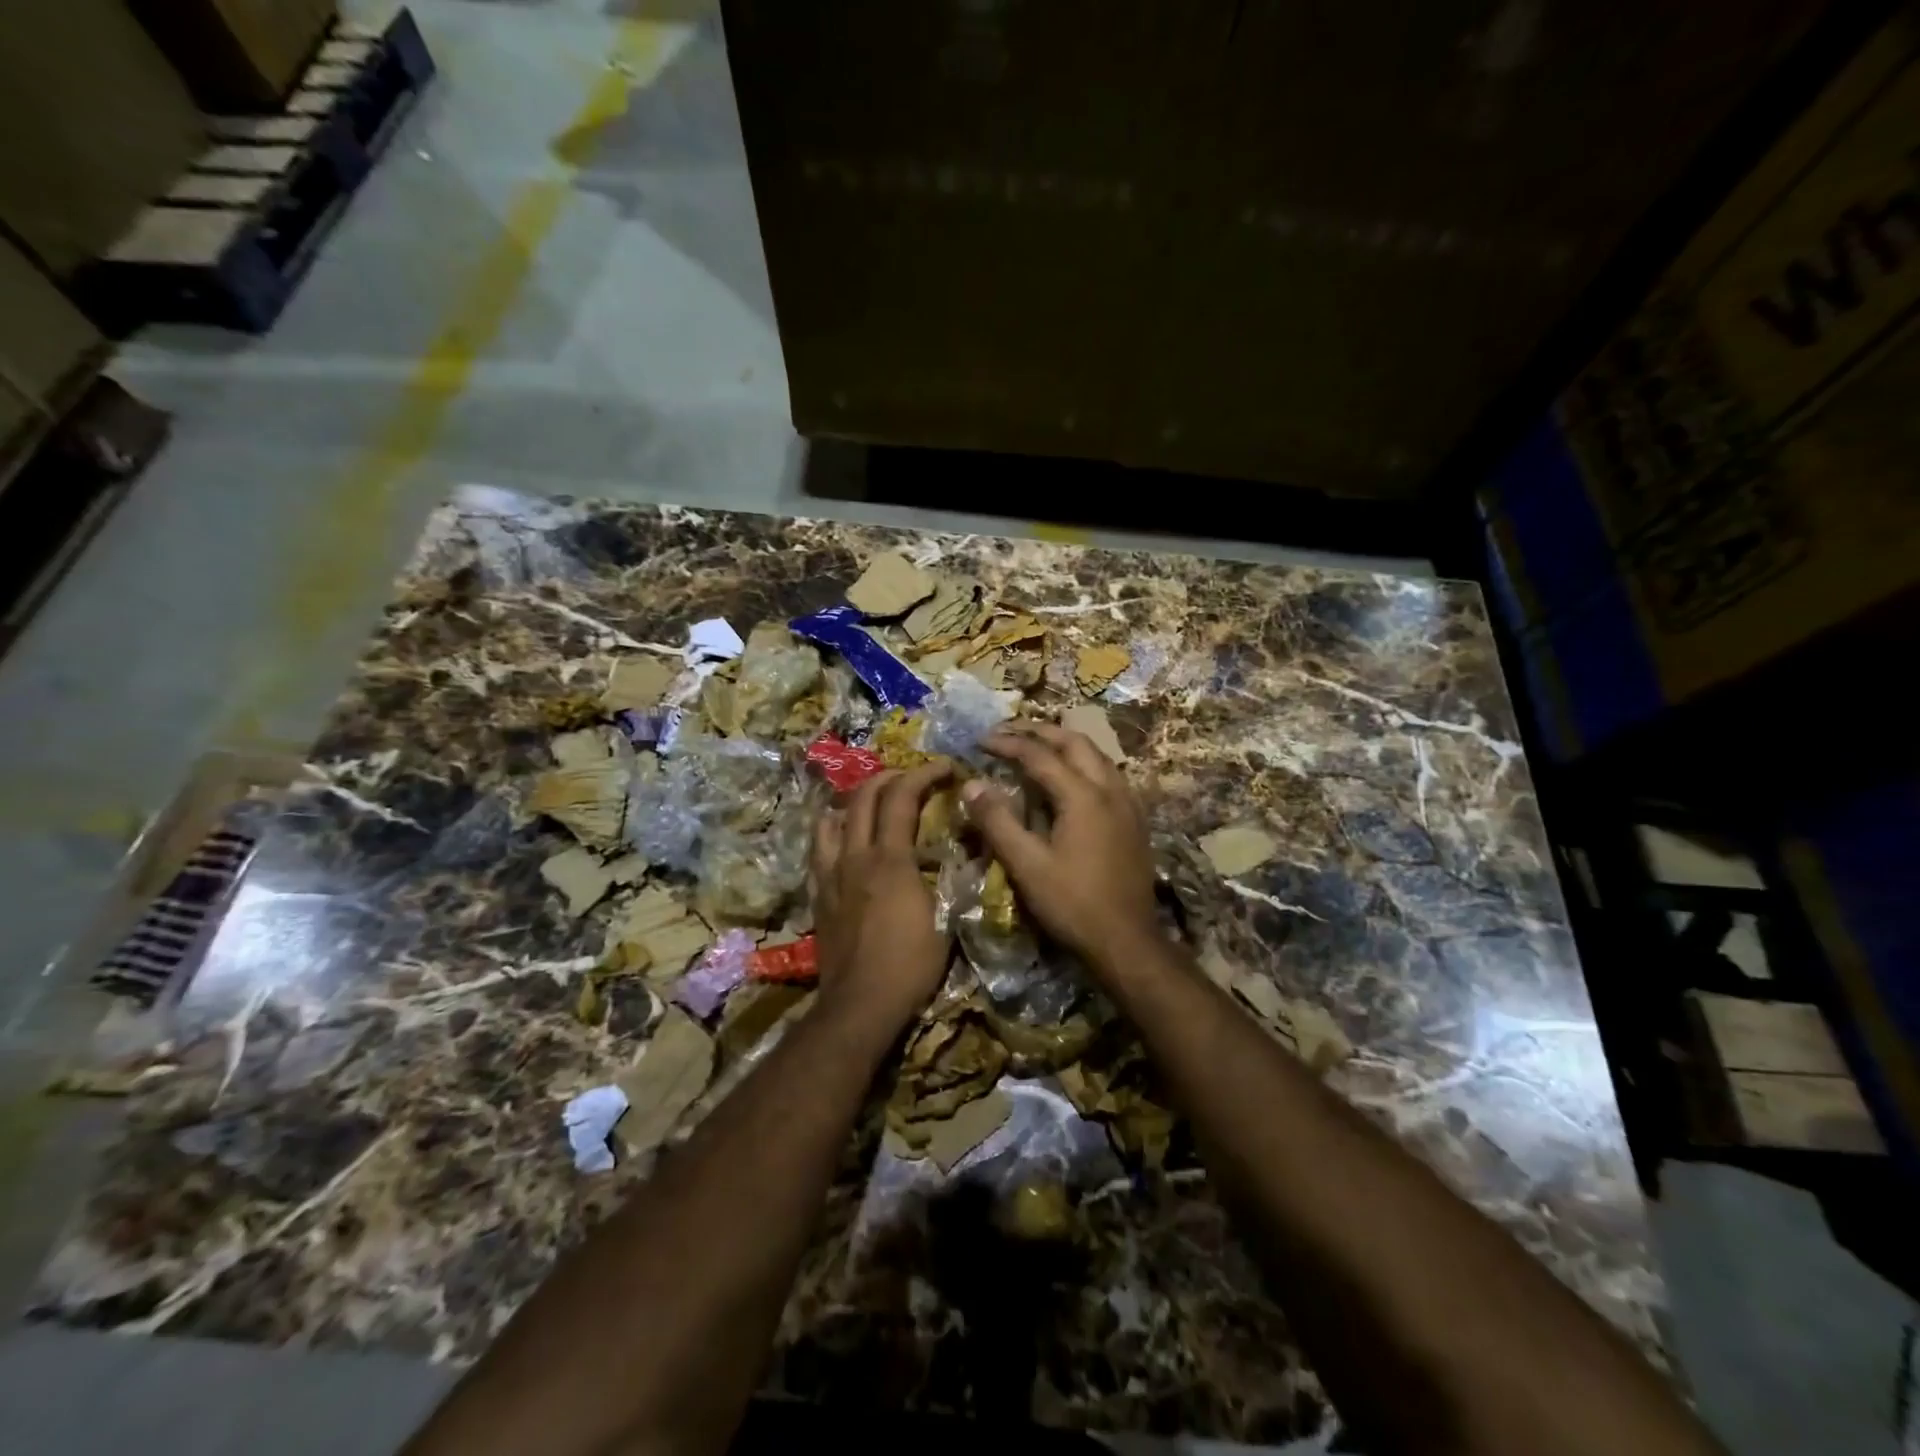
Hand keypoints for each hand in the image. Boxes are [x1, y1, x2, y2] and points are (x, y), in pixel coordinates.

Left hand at [811, 760, 954, 1036]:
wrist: (860, 1005)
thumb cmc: (911, 966)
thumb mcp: (947, 921)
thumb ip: (953, 880)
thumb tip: (968, 852)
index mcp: (891, 860)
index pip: (902, 797)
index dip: (924, 773)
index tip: (946, 766)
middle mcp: (855, 856)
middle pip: (864, 796)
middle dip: (891, 776)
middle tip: (914, 779)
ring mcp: (831, 873)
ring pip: (833, 817)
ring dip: (856, 799)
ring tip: (876, 801)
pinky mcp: (819, 893)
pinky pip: (819, 847)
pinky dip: (833, 828)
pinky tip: (844, 836)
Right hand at [960, 724, 1160, 970]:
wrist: (1127, 940)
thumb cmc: (1073, 904)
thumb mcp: (1027, 865)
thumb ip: (997, 821)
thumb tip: (970, 784)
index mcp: (1082, 796)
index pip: (1039, 755)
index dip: (1008, 744)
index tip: (981, 740)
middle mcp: (1110, 789)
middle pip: (1074, 742)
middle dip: (1040, 731)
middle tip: (1009, 731)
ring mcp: (1128, 803)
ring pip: (1097, 755)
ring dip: (1065, 743)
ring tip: (1038, 746)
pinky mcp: (1136, 820)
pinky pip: (1109, 774)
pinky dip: (1084, 763)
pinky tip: (1073, 779)